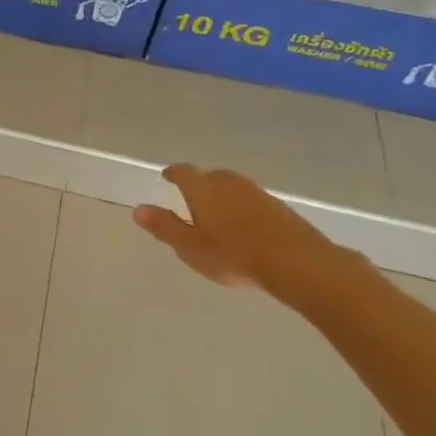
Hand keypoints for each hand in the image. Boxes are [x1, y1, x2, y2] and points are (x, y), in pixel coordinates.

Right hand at [132, 164, 358, 299]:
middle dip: (200, 185)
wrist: (298, 263)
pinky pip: (253, 201)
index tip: (167, 176)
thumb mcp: (190, 247)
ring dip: (224, 196)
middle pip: (210, 177)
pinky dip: (244, 208)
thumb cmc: (234, 255)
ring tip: (218, 214)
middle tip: (192, 200)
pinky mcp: (280, 208)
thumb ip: (164, 227)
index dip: (173, 173)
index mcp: (203, 189)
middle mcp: (229, 183)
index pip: (183, 172)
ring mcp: (258, 193)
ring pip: (234, 188)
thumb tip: (138, 208)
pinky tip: (246, 227)